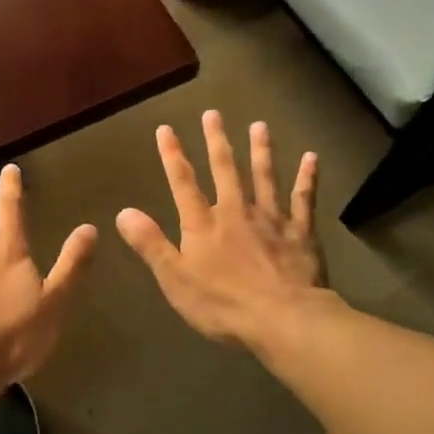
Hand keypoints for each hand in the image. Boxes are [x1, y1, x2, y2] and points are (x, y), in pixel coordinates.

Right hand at [116, 111, 324, 351]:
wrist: (285, 319)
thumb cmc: (224, 304)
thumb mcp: (175, 279)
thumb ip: (151, 244)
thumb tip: (122, 212)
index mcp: (203, 224)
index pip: (183, 182)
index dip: (172, 155)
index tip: (165, 129)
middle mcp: (236, 211)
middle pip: (225, 169)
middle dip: (216, 141)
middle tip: (213, 113)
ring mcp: (271, 219)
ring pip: (264, 176)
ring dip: (260, 150)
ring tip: (259, 126)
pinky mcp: (301, 232)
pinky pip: (304, 199)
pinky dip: (307, 177)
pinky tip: (311, 157)